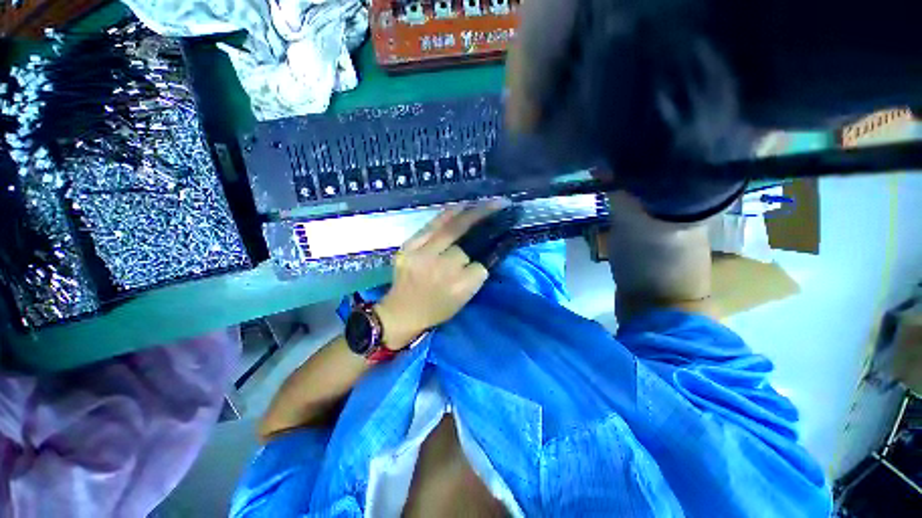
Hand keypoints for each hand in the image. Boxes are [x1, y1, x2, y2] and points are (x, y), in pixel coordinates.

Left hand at [375, 201, 507, 350]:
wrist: (400, 312)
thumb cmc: (436, 309)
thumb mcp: (463, 299)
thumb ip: (476, 275)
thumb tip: (488, 250)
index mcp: (457, 288)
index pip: (481, 265)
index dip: (490, 252)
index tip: (499, 239)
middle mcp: (440, 269)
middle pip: (465, 240)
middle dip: (483, 218)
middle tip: (499, 205)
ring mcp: (420, 255)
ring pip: (449, 228)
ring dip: (468, 213)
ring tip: (483, 202)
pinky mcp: (407, 247)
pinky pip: (430, 226)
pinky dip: (447, 215)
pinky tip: (459, 207)